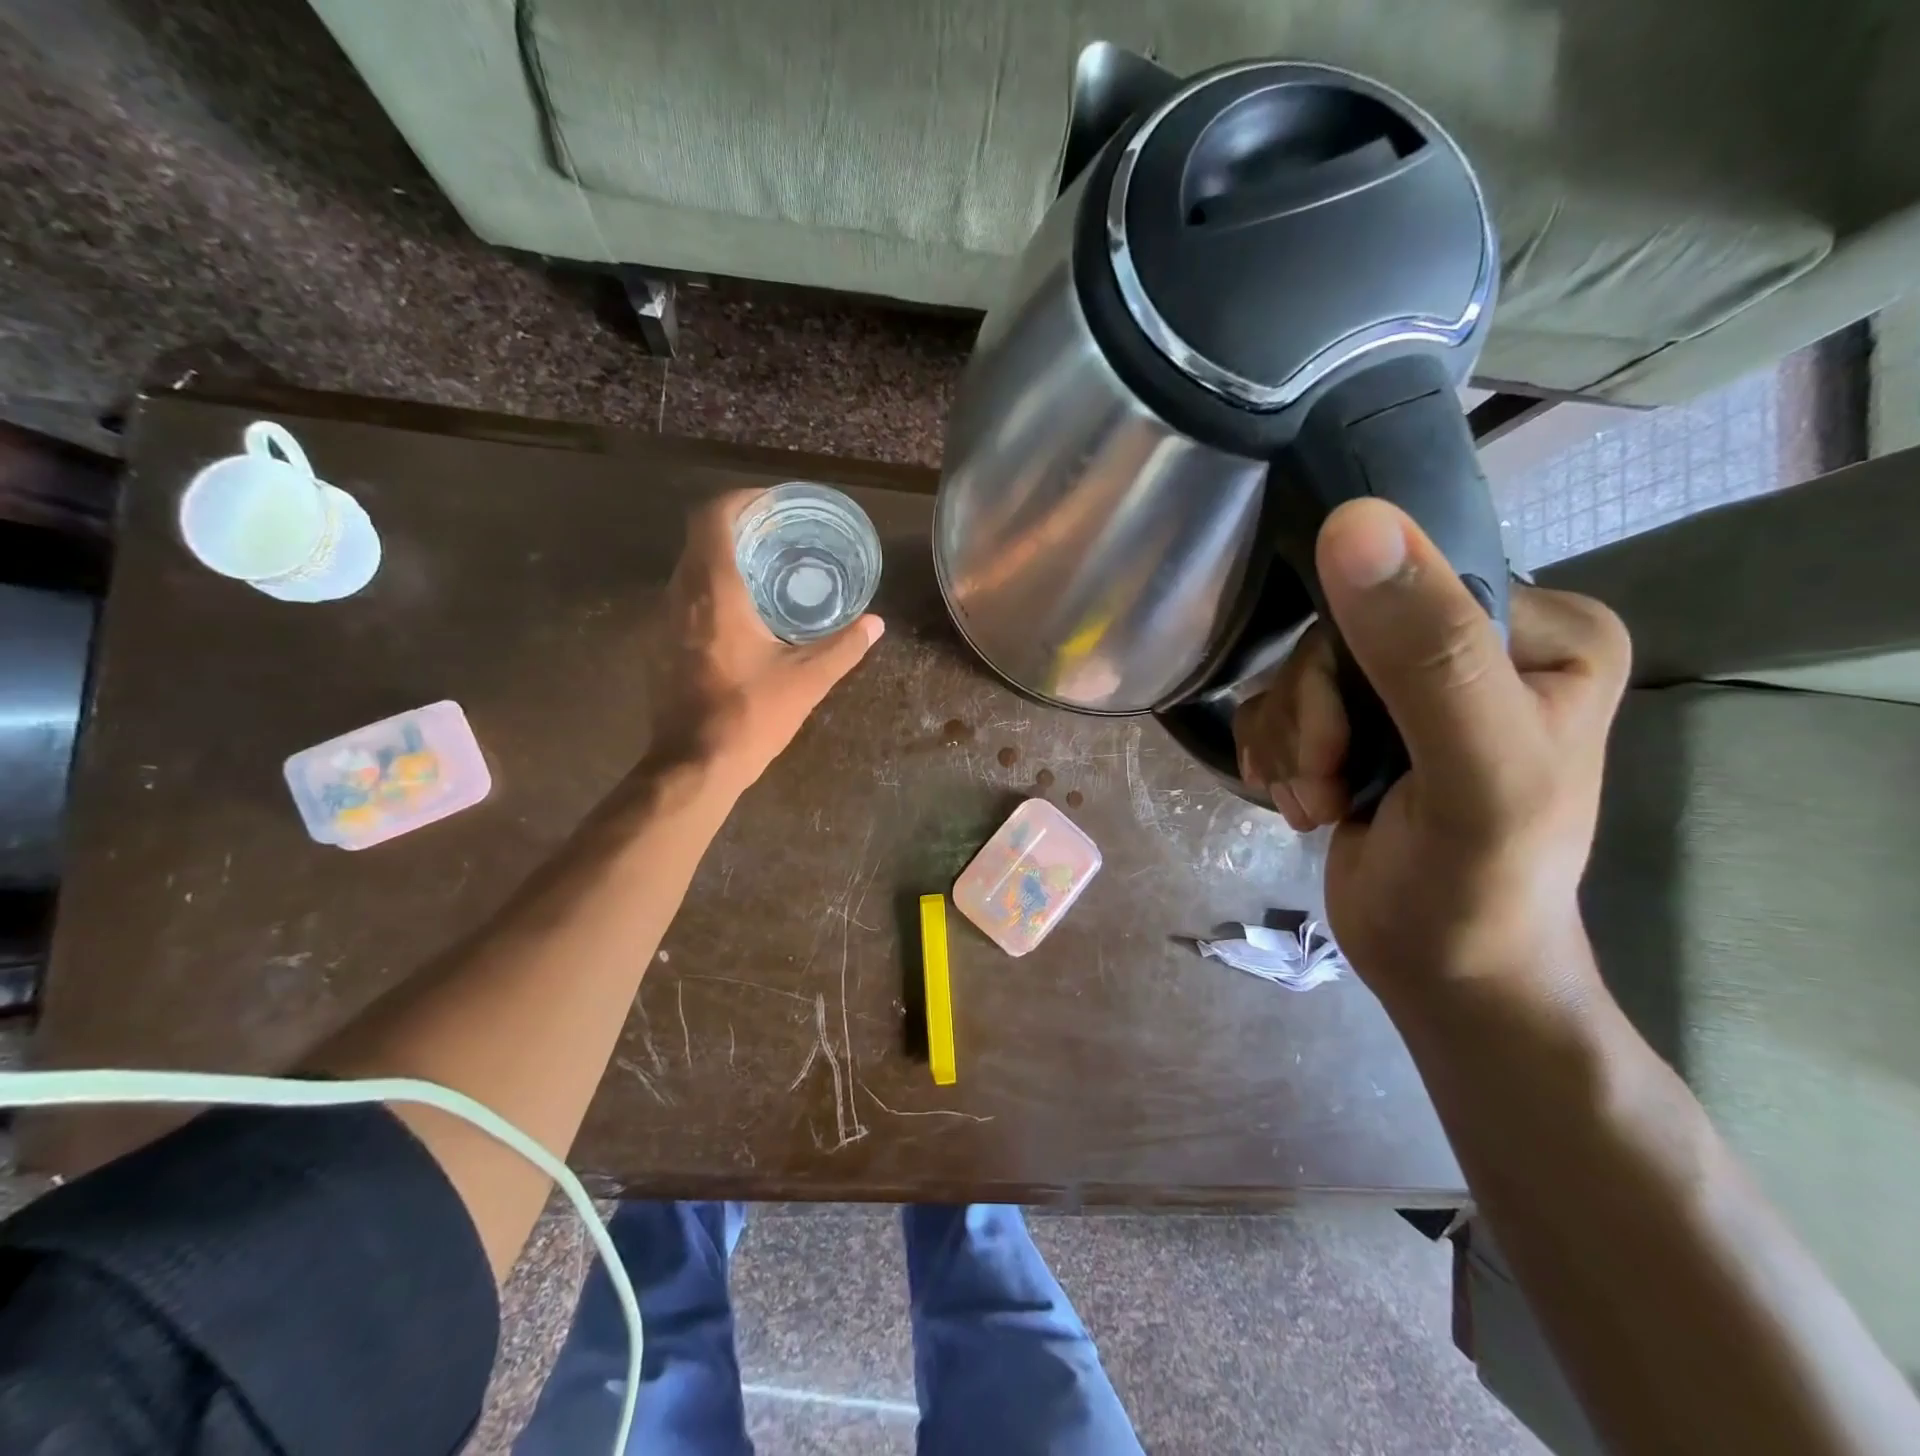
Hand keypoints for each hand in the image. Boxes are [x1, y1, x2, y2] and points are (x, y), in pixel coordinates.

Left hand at [649, 490, 882, 792]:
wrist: (693, 765)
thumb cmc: (750, 715)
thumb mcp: (807, 681)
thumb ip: (844, 647)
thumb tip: (875, 624)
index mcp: (715, 592)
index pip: (713, 518)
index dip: (740, 500)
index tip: (772, 504)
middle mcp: (681, 595)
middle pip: (699, 538)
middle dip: (736, 527)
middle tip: (777, 534)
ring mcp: (663, 621)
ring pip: (688, 568)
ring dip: (721, 559)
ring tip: (763, 569)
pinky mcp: (659, 645)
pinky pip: (683, 597)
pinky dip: (710, 589)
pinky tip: (740, 614)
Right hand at [1233, 499, 1629, 1005]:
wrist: (1444, 973)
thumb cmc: (1478, 885)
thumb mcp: (1472, 769)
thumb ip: (1426, 650)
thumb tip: (1353, 520)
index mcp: (1544, 629)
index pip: (1403, 589)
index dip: (1347, 661)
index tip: (1343, 743)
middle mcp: (1481, 644)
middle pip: (1337, 634)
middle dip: (1312, 718)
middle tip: (1328, 782)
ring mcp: (1415, 686)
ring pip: (1299, 671)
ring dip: (1292, 745)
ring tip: (1319, 801)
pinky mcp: (1363, 723)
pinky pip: (1282, 703)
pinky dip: (1277, 754)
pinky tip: (1302, 800)